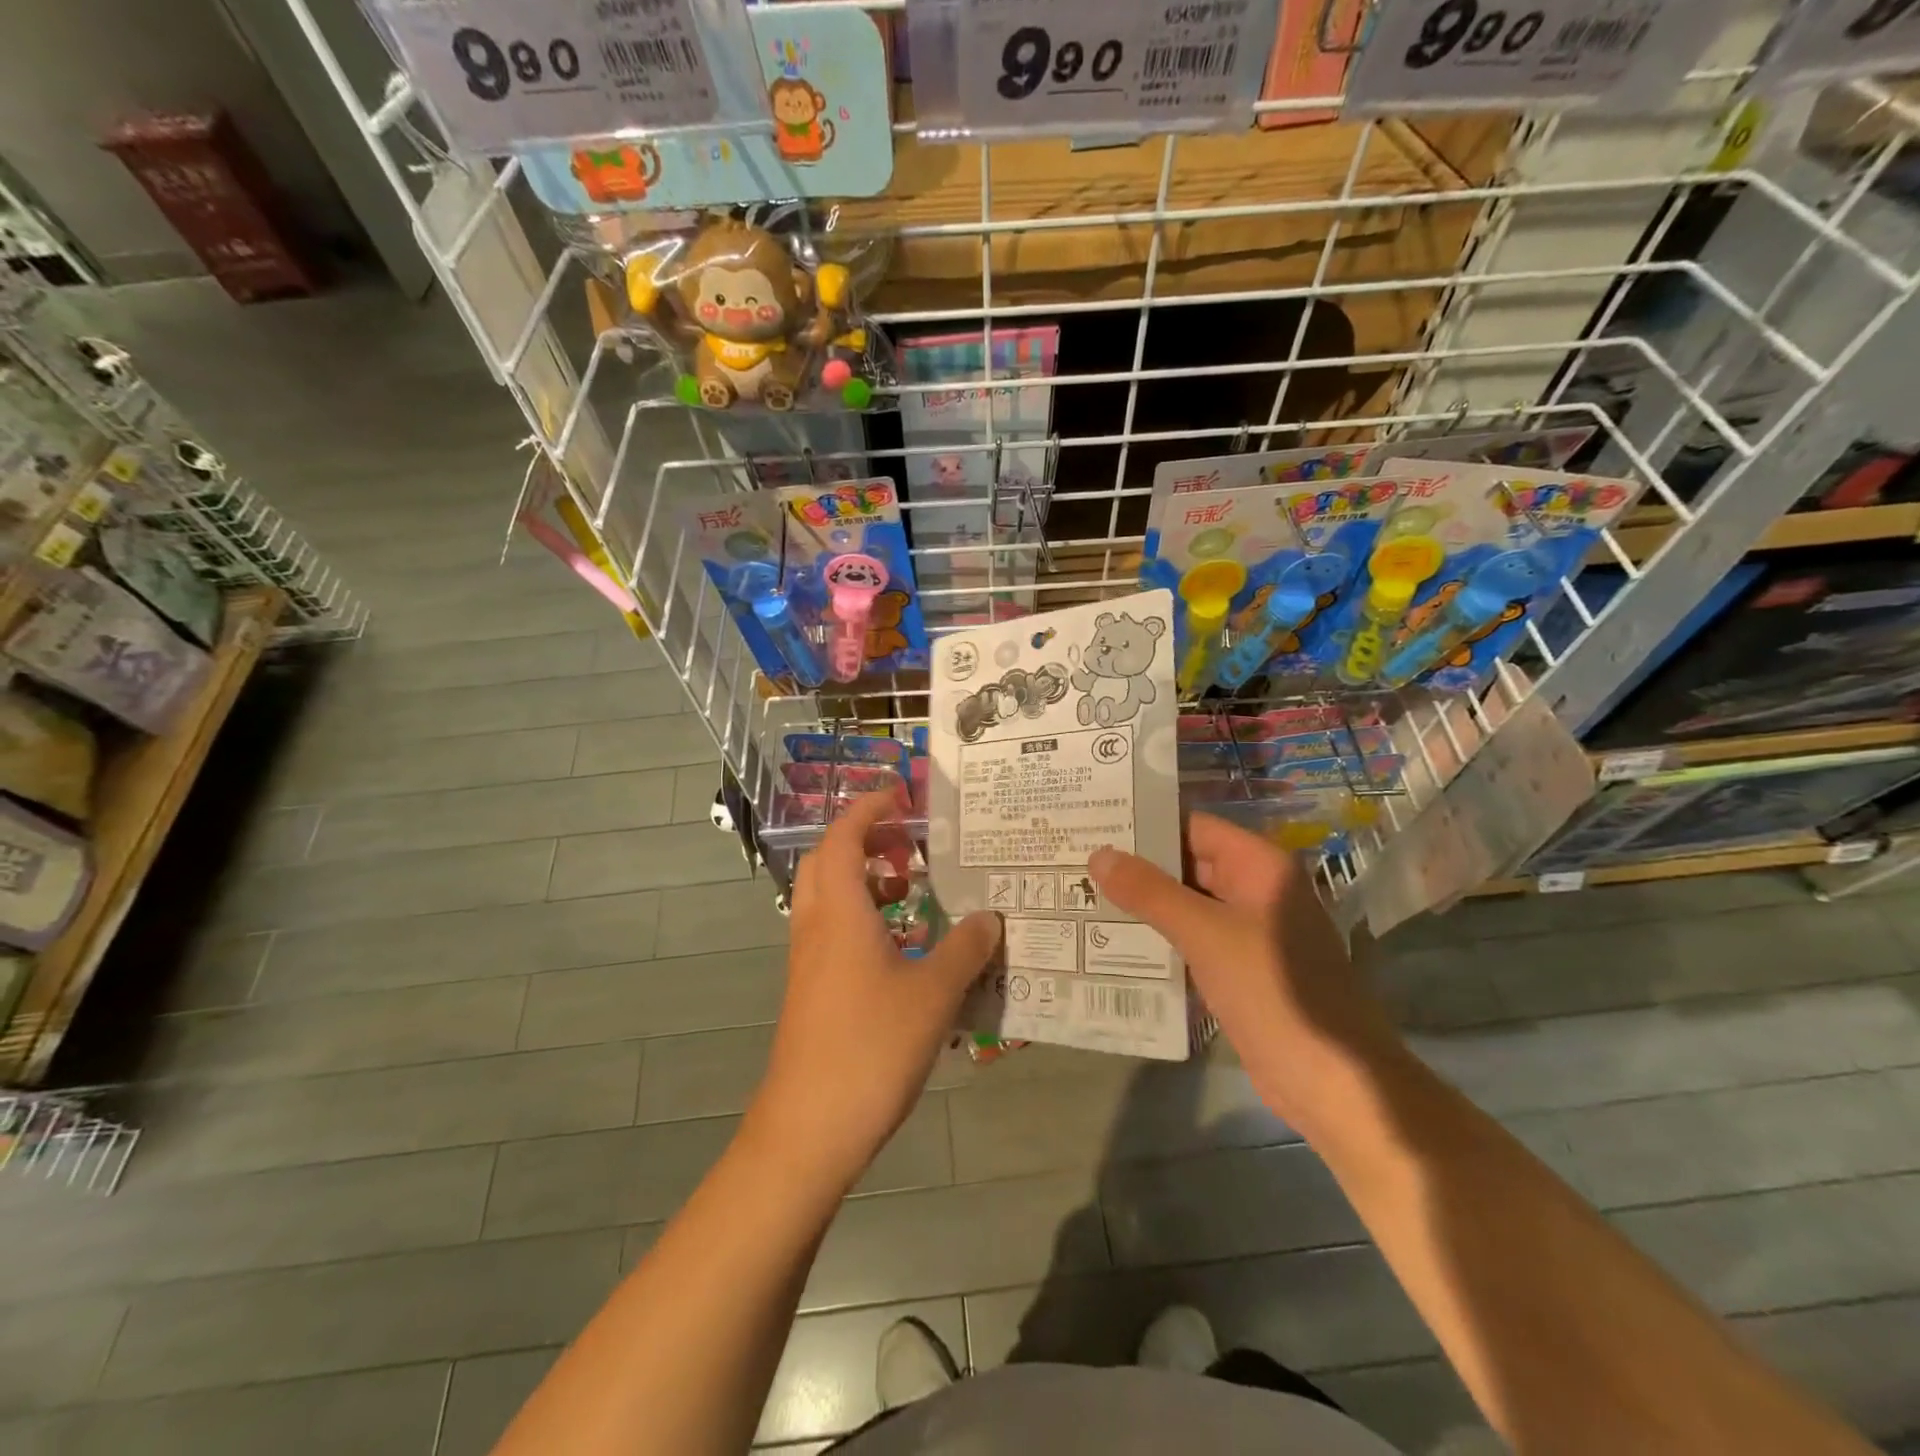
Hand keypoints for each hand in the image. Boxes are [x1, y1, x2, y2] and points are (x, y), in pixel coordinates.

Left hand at [746, 791, 1000, 1194]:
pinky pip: (834, 932)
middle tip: (911, 845)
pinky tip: (904, 949)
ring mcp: (809, 961)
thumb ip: (965, 949)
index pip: (844, 837)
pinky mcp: (812, 990)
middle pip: (829, 860)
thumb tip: (991, 917)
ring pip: (829, 898)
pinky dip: (864, 920)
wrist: (808, 1128)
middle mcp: (816, 926)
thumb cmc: (870, 1047)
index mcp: (839, 911)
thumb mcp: (933, 994)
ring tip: (913, 891)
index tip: (902, 795)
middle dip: (866, 840)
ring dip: (865, 881)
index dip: (869, 808)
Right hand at [1088, 812, 1403, 1130]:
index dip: (1146, 824)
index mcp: (1259, 867)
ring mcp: (1248, 932)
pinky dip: (1159, 938)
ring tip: (1082, 895)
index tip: (1095, 823)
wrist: (1332, 1082)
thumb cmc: (1273, 991)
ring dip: (1143, 905)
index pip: (1193, 827)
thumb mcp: (1206, 934)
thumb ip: (1150, 892)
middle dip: (1137, 866)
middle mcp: (1255, 890)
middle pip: (1188, 864)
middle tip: (1077, 862)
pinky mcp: (1239, 969)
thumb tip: (1099, 854)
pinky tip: (1112, 942)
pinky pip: (1192, 940)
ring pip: (1186, 904)